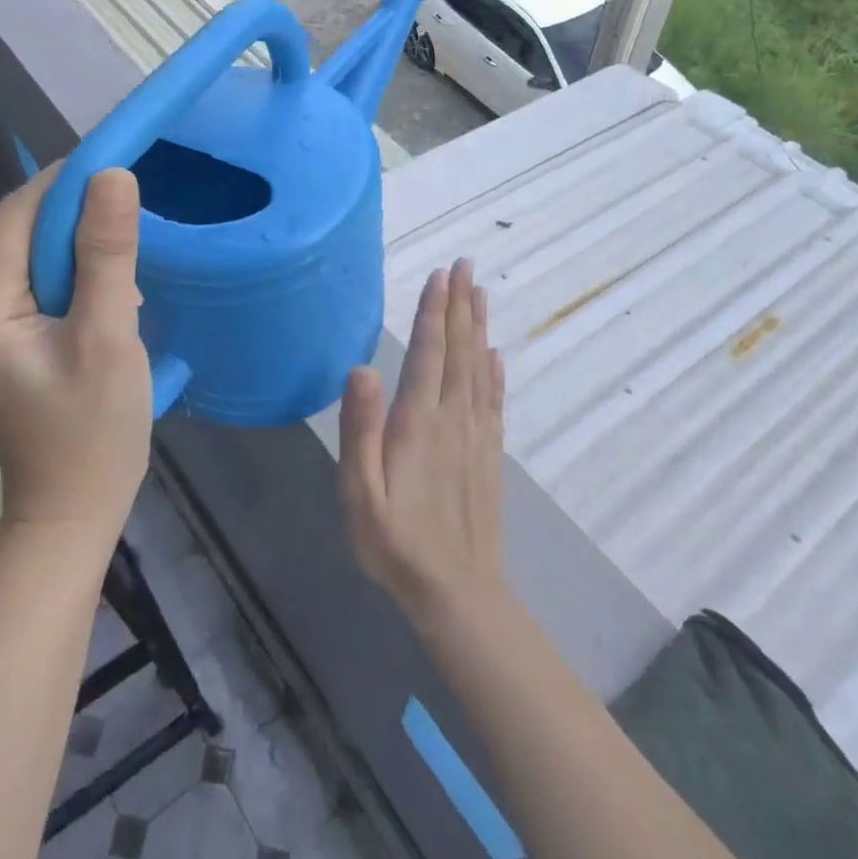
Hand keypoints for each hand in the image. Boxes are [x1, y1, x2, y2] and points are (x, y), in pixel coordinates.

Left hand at [0, 166, 153, 547]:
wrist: (73, 512)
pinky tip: (111, 293)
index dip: (65, 180)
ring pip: (34, 259)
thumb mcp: (107, 338)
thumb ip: (107, 255)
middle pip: (22, 234)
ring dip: (80, 247)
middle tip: (134, 210)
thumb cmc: (93, 432)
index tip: (118, 159)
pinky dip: (76, 276)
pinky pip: (39, 286)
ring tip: (129, 254)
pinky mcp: (5, 342)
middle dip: (76, 216)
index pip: (17, 215)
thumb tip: (112, 175)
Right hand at [339, 259, 506, 624]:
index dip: (433, 311)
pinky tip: (498, 356)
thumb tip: (361, 367)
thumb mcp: (360, 493)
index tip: (440, 274)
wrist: (456, 593)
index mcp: (418, 421)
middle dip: (460, 305)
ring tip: (480, 293)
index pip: (429, 352)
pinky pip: (494, 401)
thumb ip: (360, 430)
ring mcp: (476, 436)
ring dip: (479, 327)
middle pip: (460, 350)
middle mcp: (452, 418)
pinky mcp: (489, 455)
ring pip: (480, 368)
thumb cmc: (396, 544)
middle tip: (465, 265)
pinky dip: (496, 372)